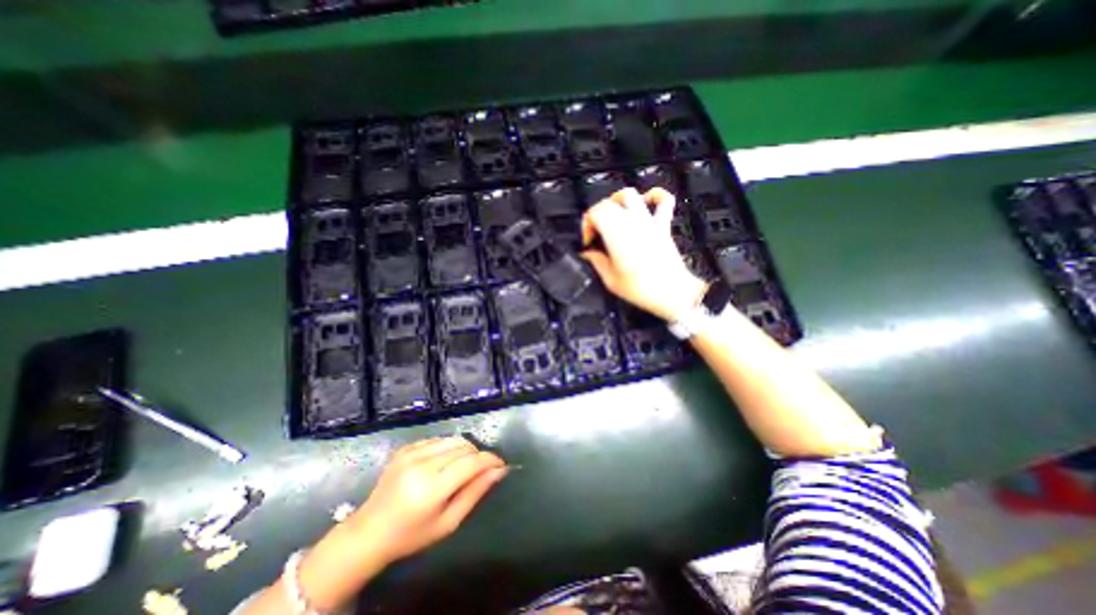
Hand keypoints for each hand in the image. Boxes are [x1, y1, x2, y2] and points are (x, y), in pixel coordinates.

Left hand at [344, 438, 507, 566]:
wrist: (369, 532)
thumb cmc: (411, 535)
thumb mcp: (449, 522)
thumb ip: (476, 493)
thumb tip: (499, 470)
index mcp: (431, 489)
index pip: (471, 463)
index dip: (490, 460)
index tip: (501, 464)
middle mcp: (421, 464)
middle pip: (464, 447)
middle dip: (478, 455)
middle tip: (481, 470)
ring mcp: (411, 453)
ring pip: (453, 439)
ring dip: (465, 450)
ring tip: (463, 467)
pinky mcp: (406, 447)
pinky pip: (438, 439)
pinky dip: (449, 448)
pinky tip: (444, 463)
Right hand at [581, 187, 712, 322]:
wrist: (673, 293)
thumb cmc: (640, 289)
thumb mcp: (611, 281)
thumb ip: (597, 262)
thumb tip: (588, 253)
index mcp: (616, 235)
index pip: (595, 213)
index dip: (586, 225)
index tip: (587, 242)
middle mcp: (631, 222)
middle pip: (608, 204)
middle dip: (596, 215)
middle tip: (596, 234)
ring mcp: (649, 221)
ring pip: (630, 195)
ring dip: (617, 201)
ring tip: (613, 215)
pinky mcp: (663, 225)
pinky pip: (664, 200)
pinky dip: (654, 196)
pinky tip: (645, 202)